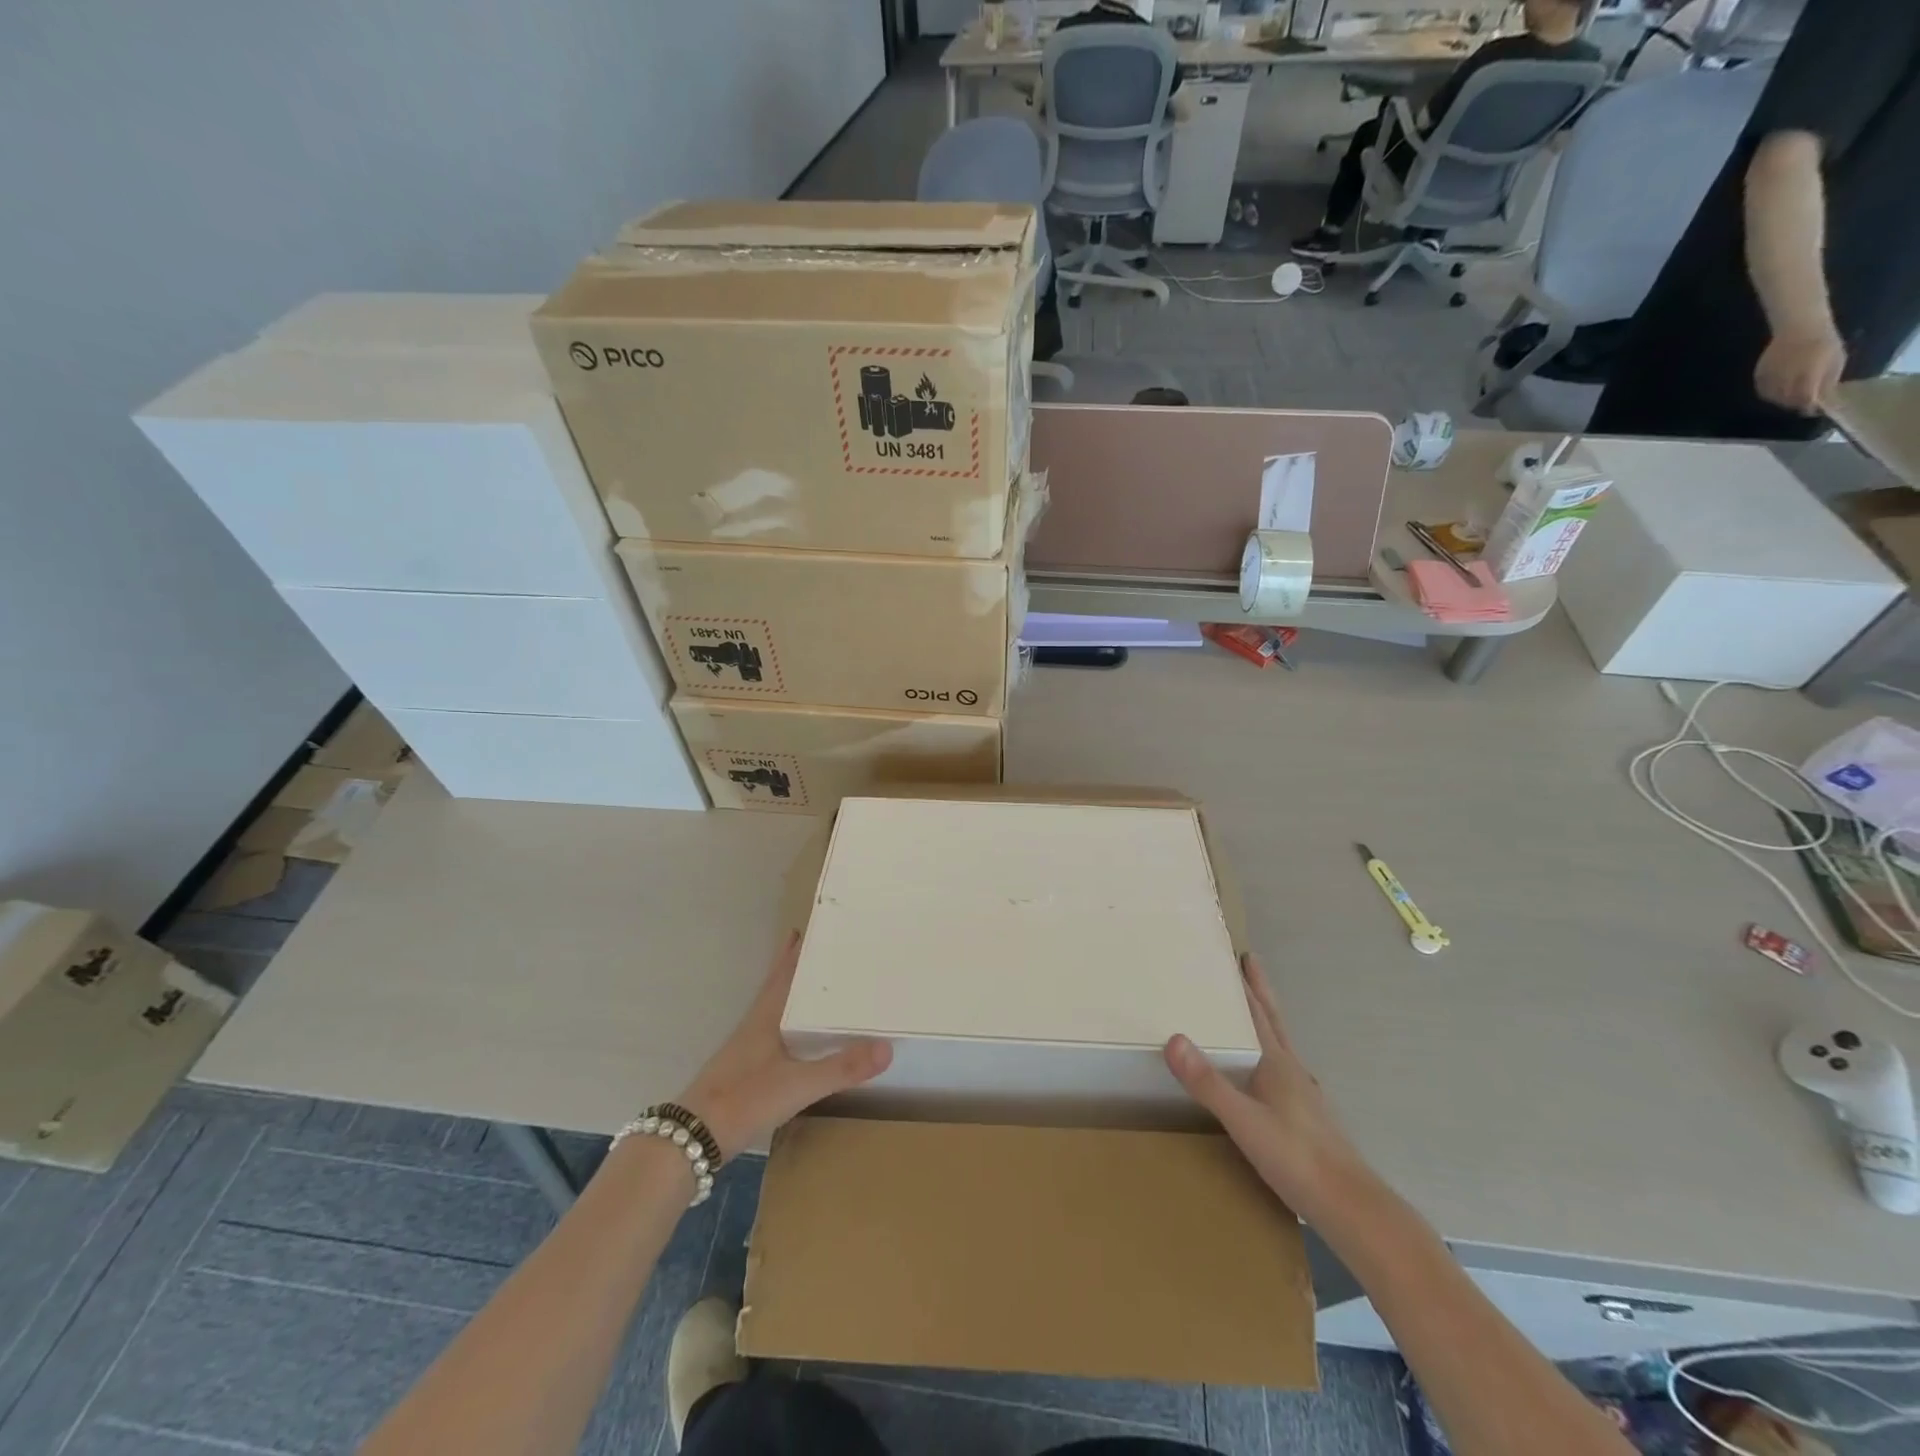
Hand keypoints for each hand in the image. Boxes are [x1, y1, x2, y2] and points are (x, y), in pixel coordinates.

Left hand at [679, 933, 891, 1158]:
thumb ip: (842, 1067)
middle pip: (778, 987)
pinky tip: (798, 1038)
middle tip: (820, 950)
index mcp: (766, 1018)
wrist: (692, 1141)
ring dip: (793, 994)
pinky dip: (790, 1025)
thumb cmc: (744, 1100)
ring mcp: (747, 1050)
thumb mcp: (798, 1084)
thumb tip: (887, 1046)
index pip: (784, 974)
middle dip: (796, 968)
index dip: (795, 952)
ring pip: (775, 1011)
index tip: (812, 928)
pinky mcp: (745, 1072)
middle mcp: (756, 1026)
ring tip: (816, 987)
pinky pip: (774, 1035)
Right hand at [1164, 953, 1374, 1223]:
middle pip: (1273, 1022)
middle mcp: (1292, 1071)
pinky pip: (1282, 1071)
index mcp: (1276, 1063)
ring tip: (1251, 1012)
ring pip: (1279, 1046)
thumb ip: (1208, 1083)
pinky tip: (1264, 1073)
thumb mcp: (1244, 1121)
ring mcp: (1303, 1095)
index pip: (1257, 1013)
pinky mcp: (1307, 1119)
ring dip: (1265, 1021)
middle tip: (1250, 963)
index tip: (1239, 954)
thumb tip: (1173, 1038)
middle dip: (1260, 992)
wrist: (1352, 1209)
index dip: (1247, 985)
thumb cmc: (1297, 1158)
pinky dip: (1269, 1054)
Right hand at [1754, 324, 1844, 414]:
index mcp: (1809, 373)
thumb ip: (1828, 381)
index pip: (1806, 398)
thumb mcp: (1837, 359)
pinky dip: (1771, 394)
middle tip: (1804, 403)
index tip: (1813, 410)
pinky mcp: (1759, 376)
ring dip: (1782, 400)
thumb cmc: (1824, 341)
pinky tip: (1779, 389)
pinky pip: (1763, 391)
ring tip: (1792, 395)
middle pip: (1788, 400)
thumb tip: (1822, 399)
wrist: (1799, 326)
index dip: (1809, 406)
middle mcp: (1787, 377)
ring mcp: (1771, 376)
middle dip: (1796, 404)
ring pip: (1773, 398)